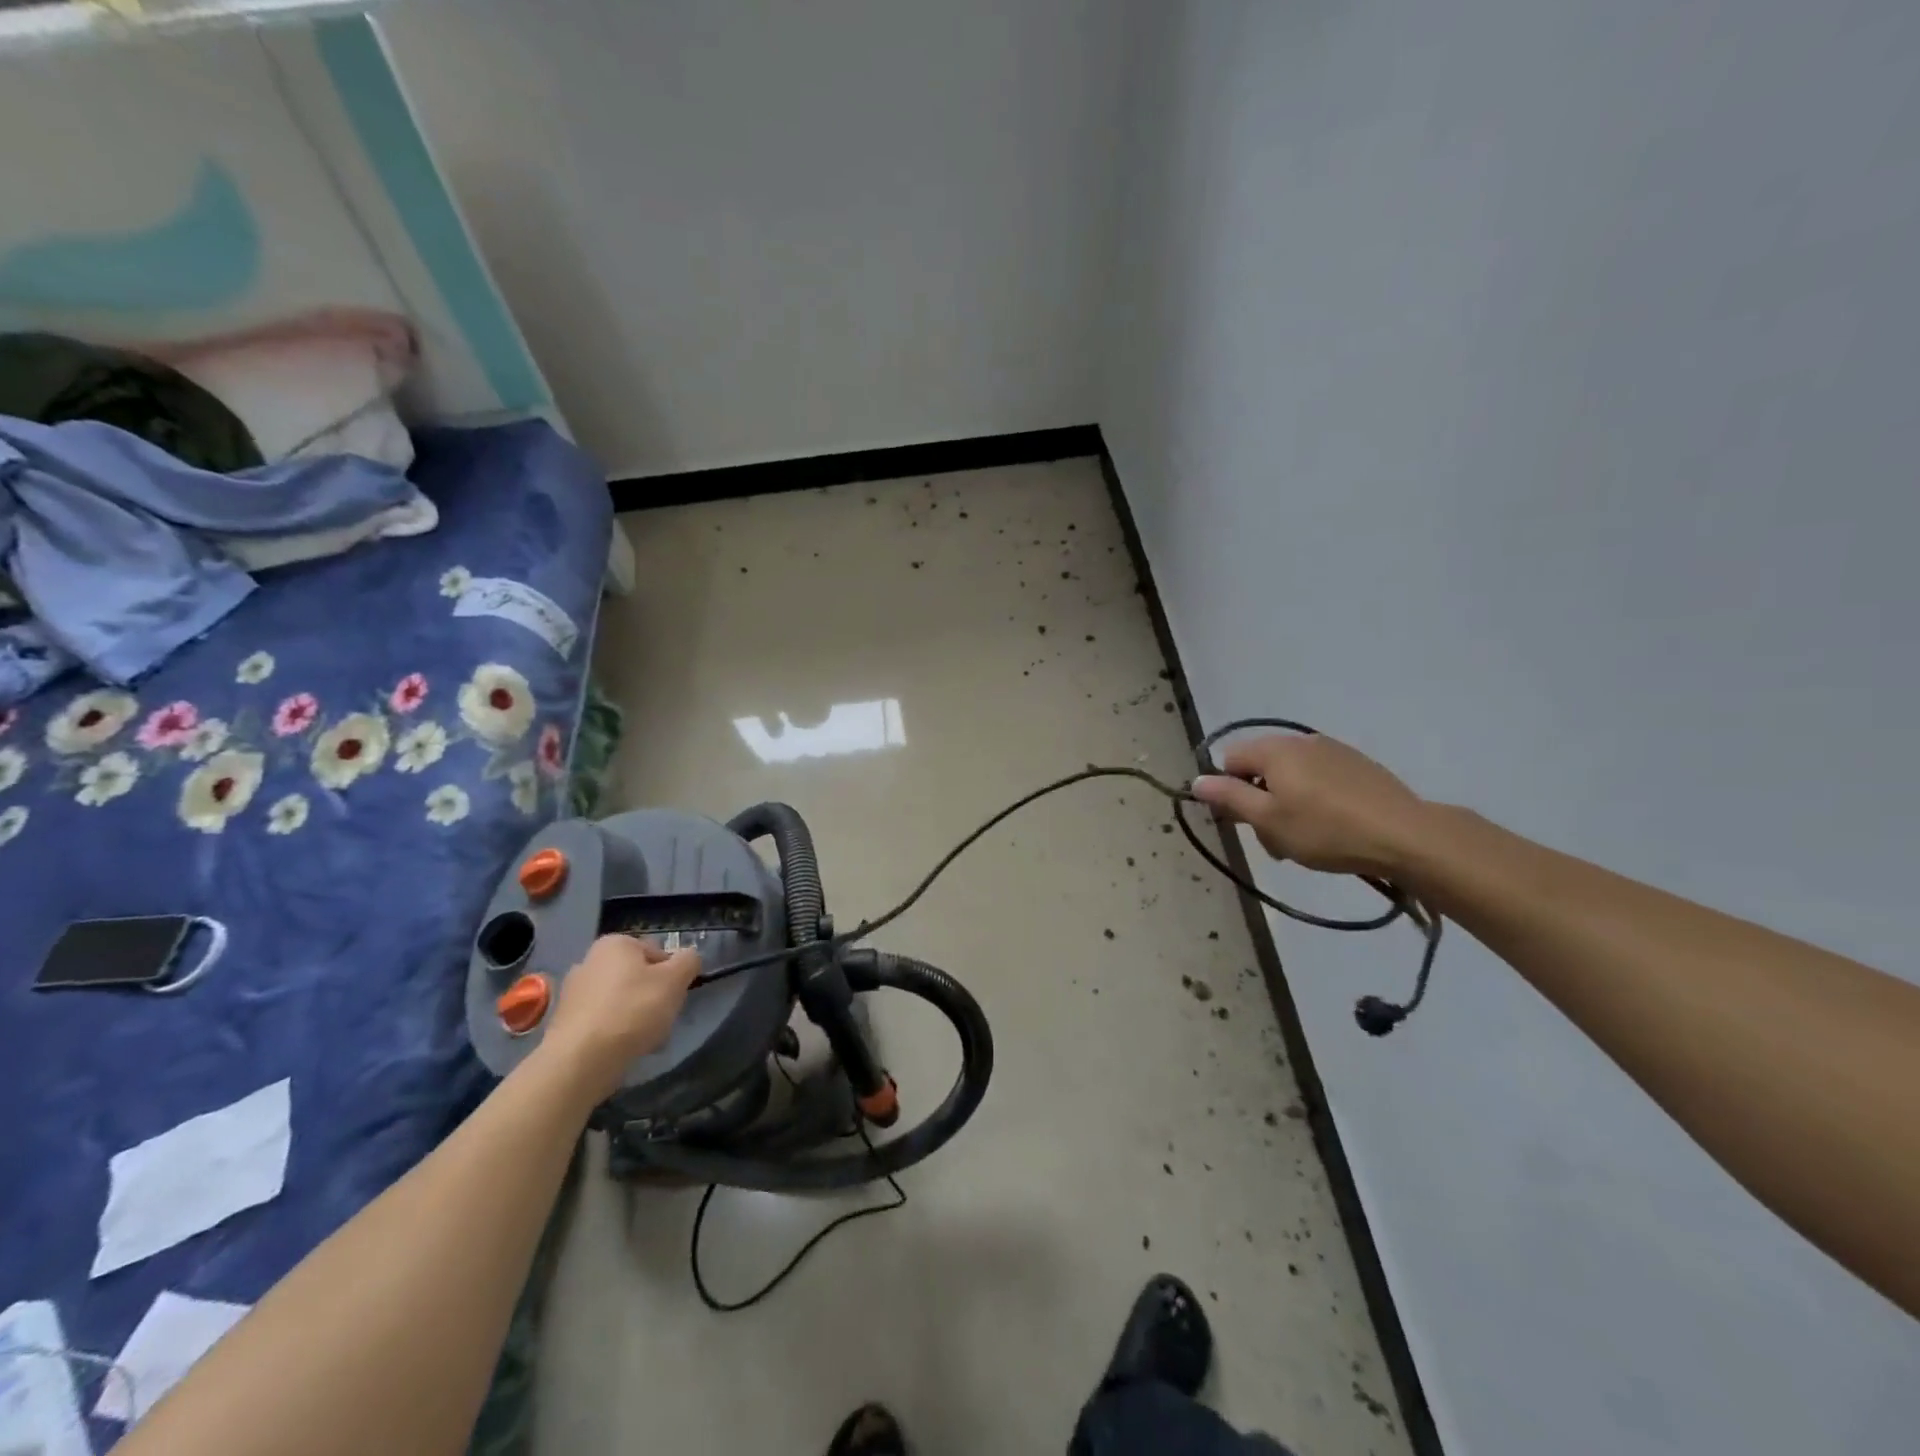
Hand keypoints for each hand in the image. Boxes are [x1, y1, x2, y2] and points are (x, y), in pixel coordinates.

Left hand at [539, 936, 701, 1101]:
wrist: (581, 1061)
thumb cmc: (633, 1010)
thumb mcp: (676, 979)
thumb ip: (689, 961)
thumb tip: (688, 958)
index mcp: (615, 943)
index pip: (658, 953)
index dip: (673, 975)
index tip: (676, 997)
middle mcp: (588, 961)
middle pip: (638, 977)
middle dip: (654, 997)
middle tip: (664, 1019)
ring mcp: (573, 994)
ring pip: (621, 1001)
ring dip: (637, 1017)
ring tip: (646, 1040)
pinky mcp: (565, 1024)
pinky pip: (603, 1022)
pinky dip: (616, 1033)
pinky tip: (624, 1050)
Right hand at [1191, 733, 1428, 878]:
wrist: (1405, 836)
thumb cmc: (1325, 830)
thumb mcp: (1268, 821)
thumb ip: (1229, 798)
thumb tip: (1196, 781)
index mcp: (1274, 750)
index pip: (1230, 760)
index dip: (1229, 791)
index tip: (1244, 824)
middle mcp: (1301, 741)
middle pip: (1261, 767)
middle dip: (1259, 801)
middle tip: (1275, 840)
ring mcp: (1333, 750)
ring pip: (1291, 775)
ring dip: (1286, 803)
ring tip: (1304, 839)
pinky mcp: (1359, 765)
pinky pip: (1320, 778)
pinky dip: (1315, 799)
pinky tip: (1332, 827)